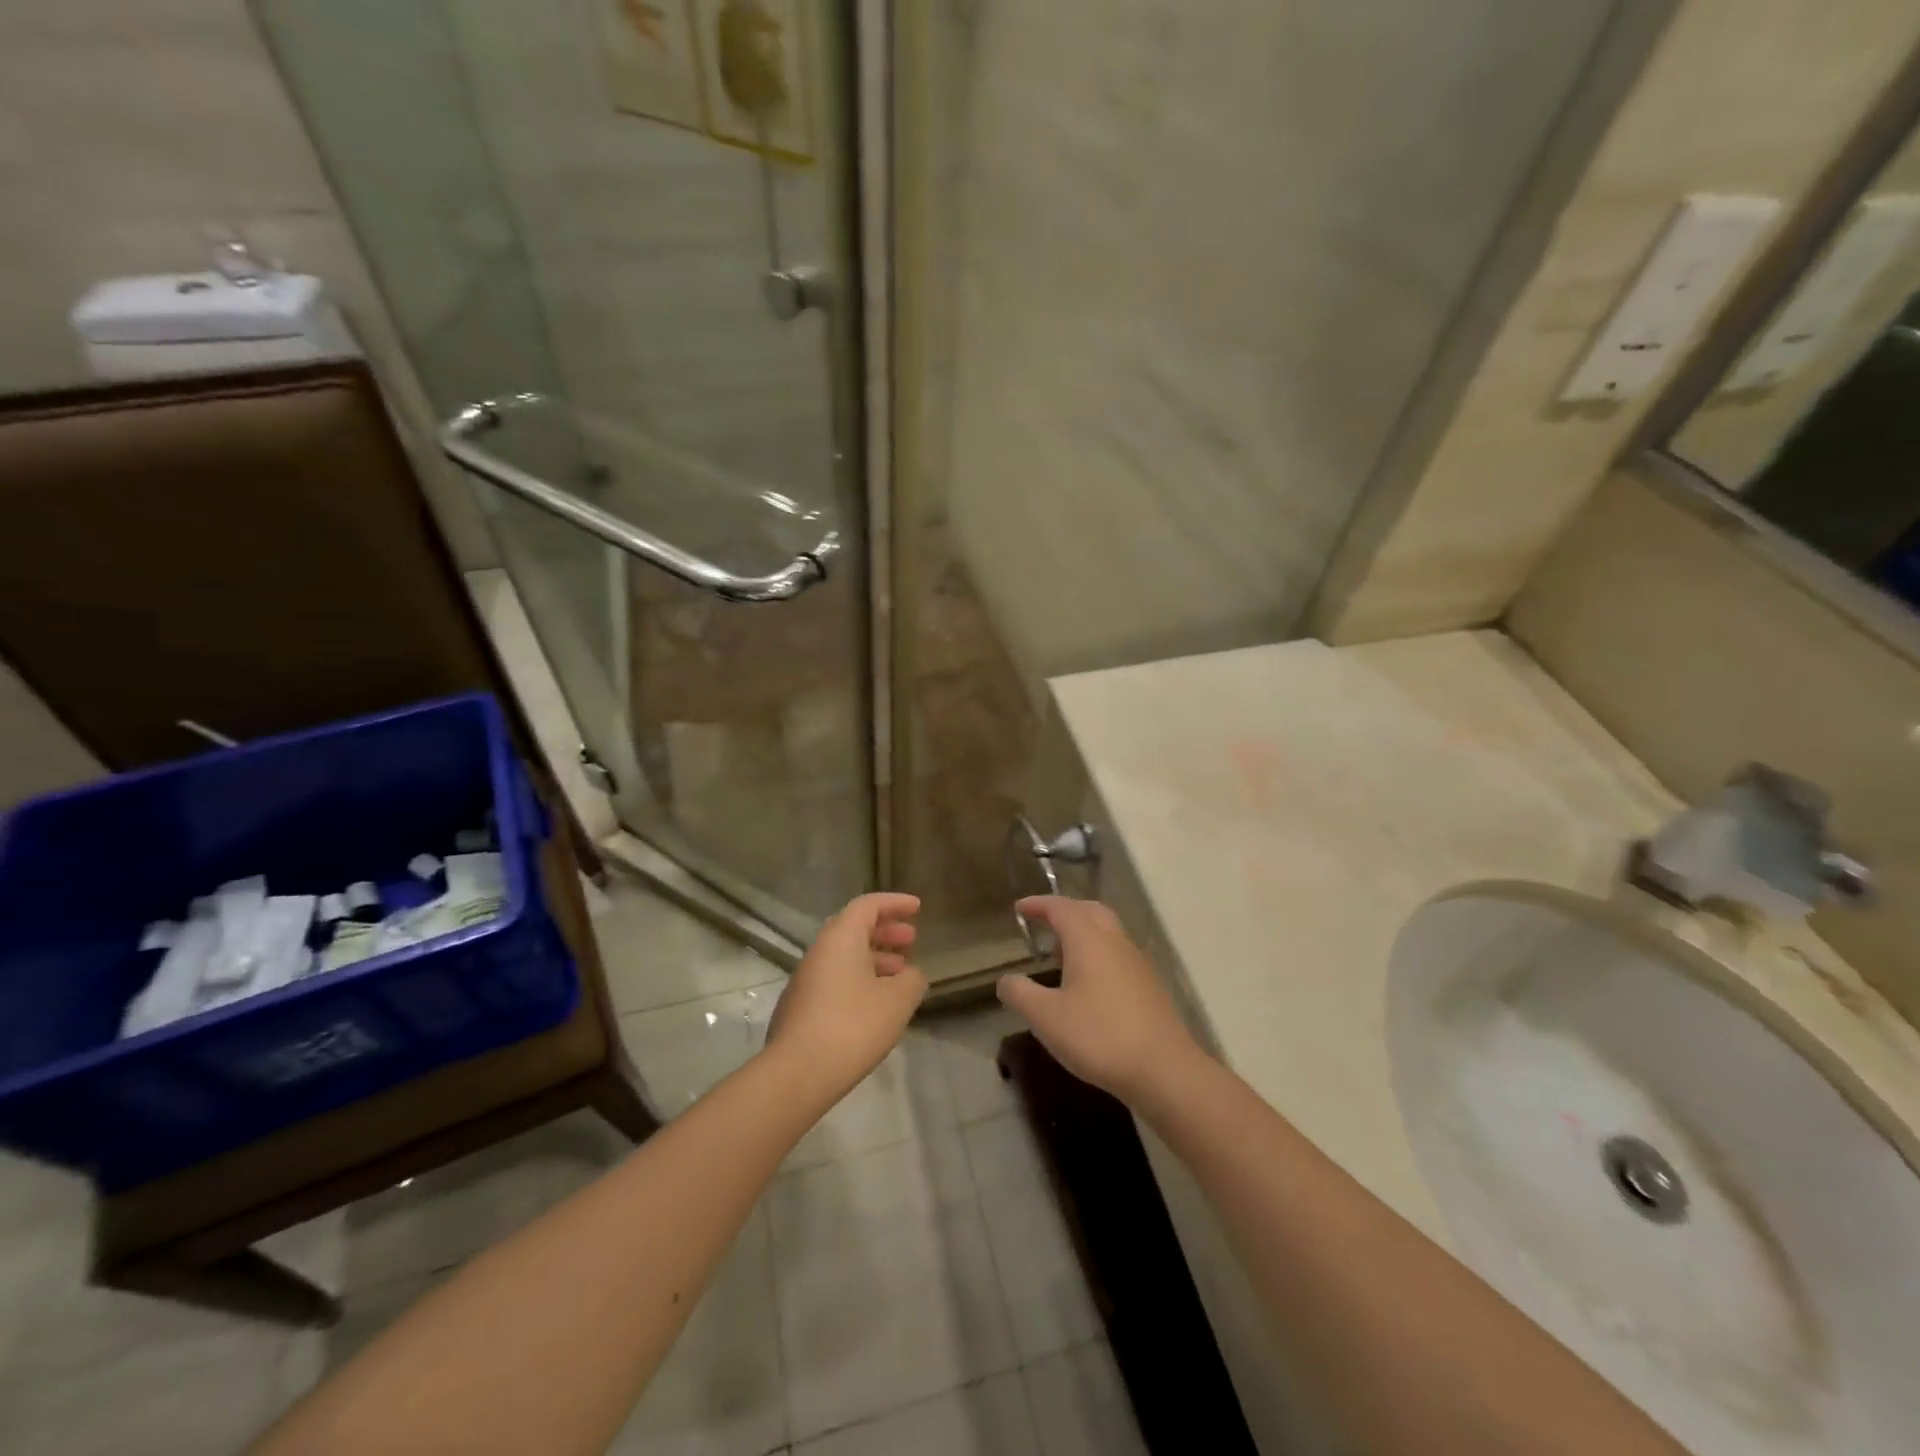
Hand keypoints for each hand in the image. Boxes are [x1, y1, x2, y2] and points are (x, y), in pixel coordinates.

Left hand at [765, 892, 926, 1096]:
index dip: (895, 903)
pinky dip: (860, 980)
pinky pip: (836, 980)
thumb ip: (911, 980)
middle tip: (911, 939)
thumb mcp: (897, 1000)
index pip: (868, 905)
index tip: (917, 908)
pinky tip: (877, 1004)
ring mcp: (806, 980)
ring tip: (901, 975)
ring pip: (845, 957)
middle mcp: (819, 951)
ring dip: (875, 958)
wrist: (797, 1073)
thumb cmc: (853, 1025)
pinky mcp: (801, 1007)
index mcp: (841, 938)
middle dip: (885, 931)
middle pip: (854, 928)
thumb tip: (910, 975)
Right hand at [997, 896, 1201, 1102]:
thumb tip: (1006, 980)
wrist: (1165, 1070)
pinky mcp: (1150, 987)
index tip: (1020, 908)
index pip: (1061, 908)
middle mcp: (1115, 941)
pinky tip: (1089, 986)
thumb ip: (1020, 994)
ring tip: (1061, 958)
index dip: (1039, 905)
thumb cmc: (1099, 1036)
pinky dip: (1099, 955)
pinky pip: (1118, 955)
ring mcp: (1137, 963)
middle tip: (1043, 924)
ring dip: (1083, 934)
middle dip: (1065, 912)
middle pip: (1089, 911)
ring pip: (1108, 933)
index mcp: (1089, 939)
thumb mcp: (1046, 1018)